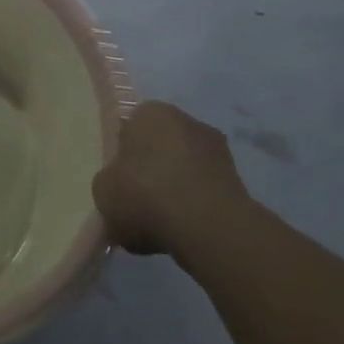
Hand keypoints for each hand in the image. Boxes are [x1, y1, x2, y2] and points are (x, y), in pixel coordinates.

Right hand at [93, 101, 248, 256]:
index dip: (123, 154)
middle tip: (137, 199)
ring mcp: (220, 153)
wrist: (208, 230)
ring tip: (160, 223)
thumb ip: (110, 181)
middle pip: (161, 147)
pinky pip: (205, 194)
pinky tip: (182, 231)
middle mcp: (189, 122)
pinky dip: (195, 209)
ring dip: (175, 190)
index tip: (119, 179)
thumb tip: (120, 188)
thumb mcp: (103, 188)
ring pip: (185, 171)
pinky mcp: (241, 185)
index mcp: (151, 112)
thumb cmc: (145, 195)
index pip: (131, 127)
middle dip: (152, 170)